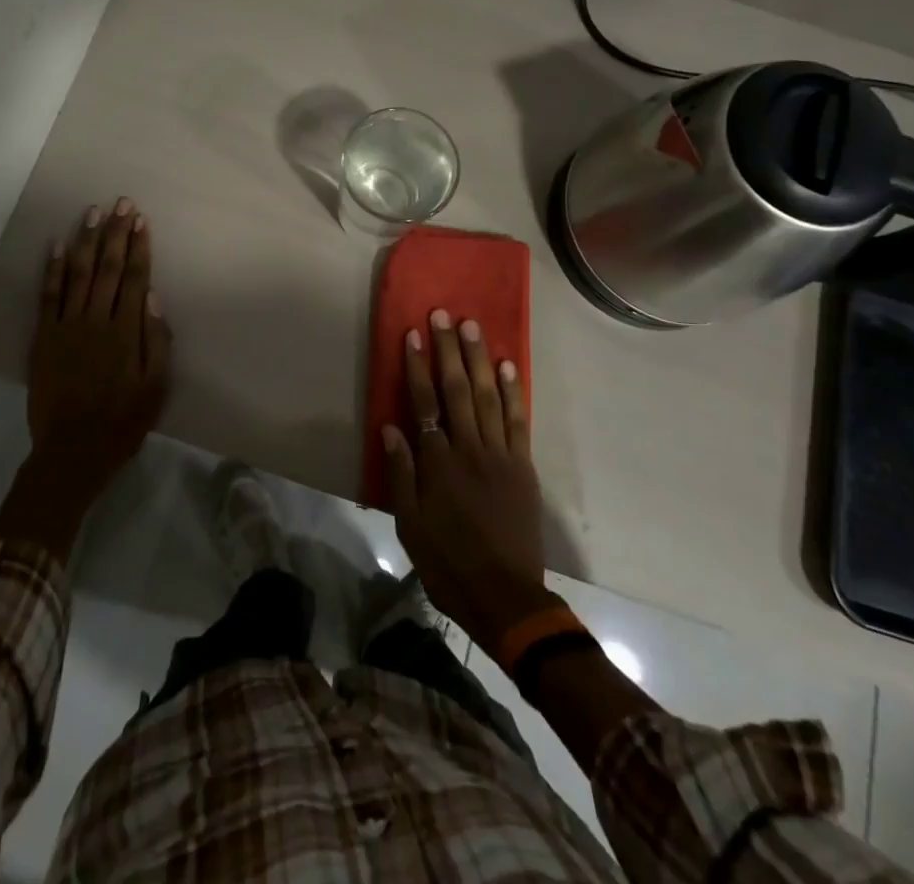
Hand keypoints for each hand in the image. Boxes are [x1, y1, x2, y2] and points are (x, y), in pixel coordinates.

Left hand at [27, 199, 172, 503]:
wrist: (71, 451)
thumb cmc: (122, 421)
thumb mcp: (156, 388)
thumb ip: (157, 341)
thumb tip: (153, 298)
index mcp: (126, 332)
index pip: (135, 278)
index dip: (139, 247)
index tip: (141, 220)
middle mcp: (96, 320)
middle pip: (109, 268)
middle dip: (116, 233)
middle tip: (121, 203)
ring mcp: (66, 326)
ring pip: (79, 273)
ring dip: (87, 240)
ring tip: (93, 212)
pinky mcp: (44, 337)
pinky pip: (48, 296)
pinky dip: (53, 269)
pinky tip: (57, 245)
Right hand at [382, 310, 551, 658]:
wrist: (506, 598)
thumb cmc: (448, 564)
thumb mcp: (409, 525)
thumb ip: (400, 473)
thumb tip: (390, 427)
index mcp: (438, 464)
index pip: (425, 403)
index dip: (418, 367)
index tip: (414, 334)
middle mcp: (470, 450)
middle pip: (458, 390)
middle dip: (449, 350)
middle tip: (444, 315)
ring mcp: (501, 456)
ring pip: (489, 397)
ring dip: (480, 359)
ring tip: (473, 327)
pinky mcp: (523, 467)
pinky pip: (519, 422)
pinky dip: (515, 392)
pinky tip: (509, 366)